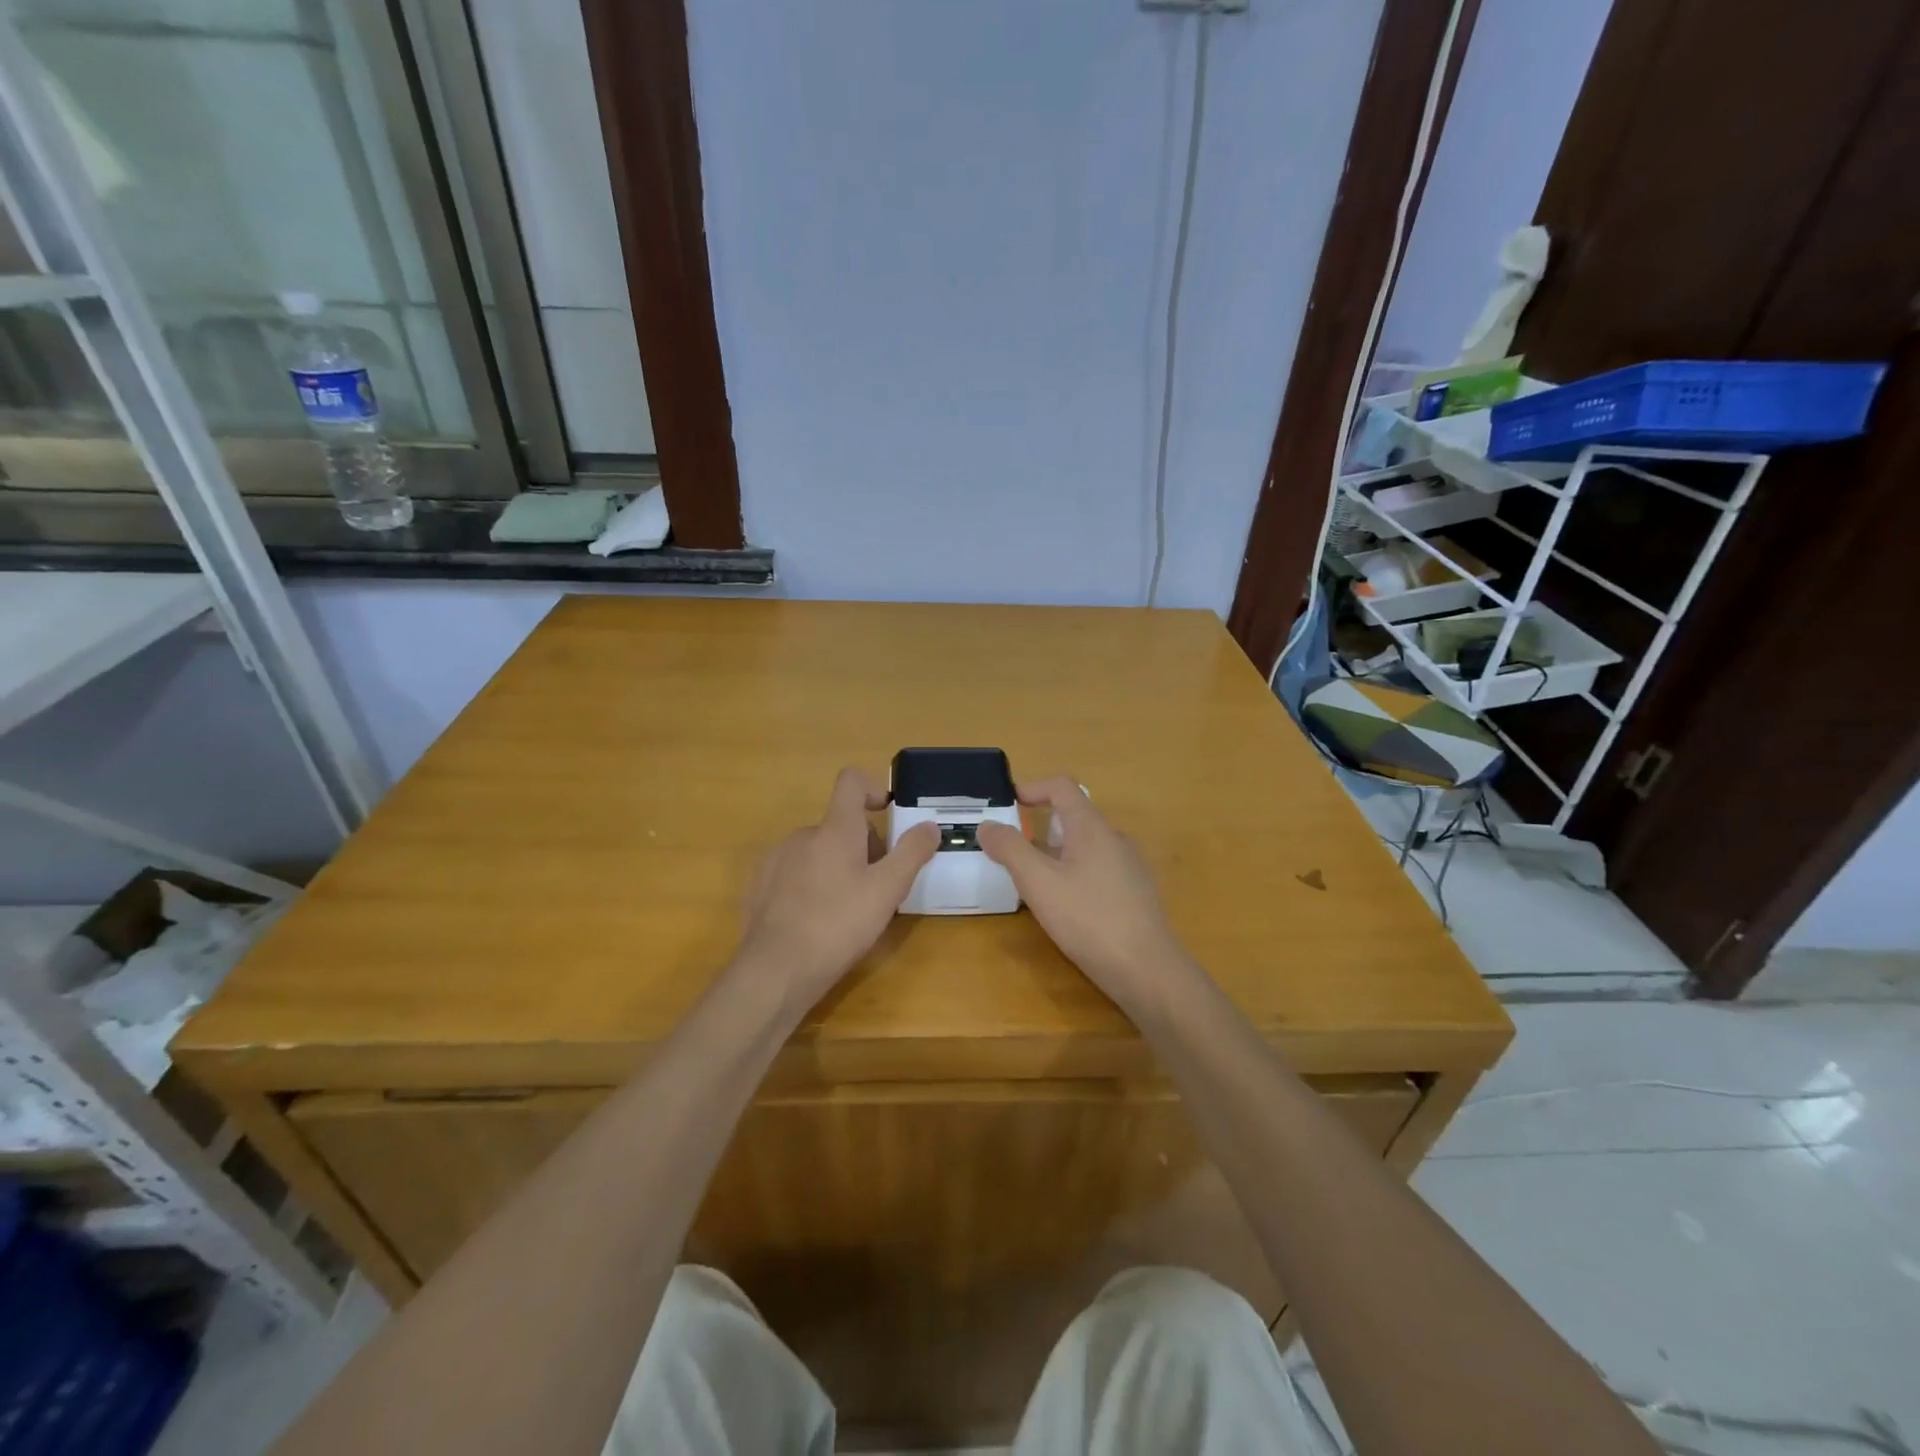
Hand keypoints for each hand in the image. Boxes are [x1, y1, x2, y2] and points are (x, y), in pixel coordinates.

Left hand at [735, 767, 938, 1016]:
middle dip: (864, 846)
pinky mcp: (760, 887)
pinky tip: (817, 920)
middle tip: (879, 886)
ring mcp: (776, 860)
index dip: (872, 788)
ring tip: (849, 909)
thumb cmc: (838, 925)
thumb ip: (912, 853)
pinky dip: (812, 885)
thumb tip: (930, 825)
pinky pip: (794, 873)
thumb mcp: (887, 891)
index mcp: (834, 829)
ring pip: (817, 851)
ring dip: (838, 867)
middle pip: (840, 825)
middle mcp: (802, 835)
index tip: (887, 813)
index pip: (851, 782)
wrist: (775, 971)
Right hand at [977, 777, 1194, 1019]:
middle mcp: (1115, 839)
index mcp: (1092, 828)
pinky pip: (1098, 870)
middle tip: (1013, 851)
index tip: (1008, 803)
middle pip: (1074, 817)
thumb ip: (1011, 849)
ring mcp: (1130, 867)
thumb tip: (988, 825)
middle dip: (1040, 827)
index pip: (1062, 787)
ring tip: (1034, 882)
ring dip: (1056, 854)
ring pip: (1086, 847)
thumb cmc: (1089, 919)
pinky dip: (1074, 874)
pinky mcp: (1136, 894)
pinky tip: (1066, 907)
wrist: (1147, 970)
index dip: (1033, 787)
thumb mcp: (1039, 883)